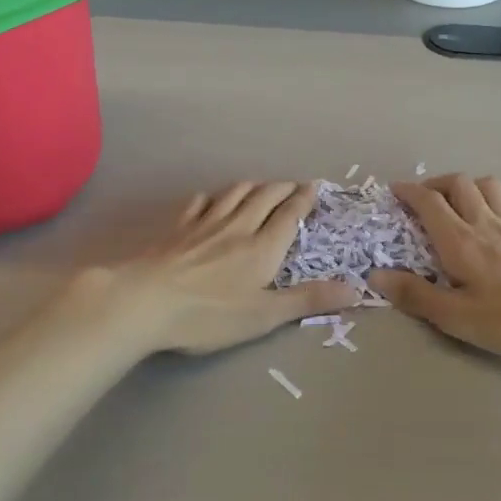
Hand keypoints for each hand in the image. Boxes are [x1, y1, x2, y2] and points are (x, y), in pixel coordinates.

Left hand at [98, 182, 357, 354]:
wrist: (144, 301)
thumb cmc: (208, 314)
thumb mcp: (264, 315)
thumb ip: (308, 300)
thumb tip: (355, 289)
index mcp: (262, 247)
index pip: (289, 215)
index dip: (304, 199)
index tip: (315, 187)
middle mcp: (237, 227)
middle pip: (264, 197)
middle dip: (283, 188)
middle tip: (295, 185)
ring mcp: (204, 224)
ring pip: (234, 194)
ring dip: (253, 186)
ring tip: (262, 186)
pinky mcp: (177, 228)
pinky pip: (199, 203)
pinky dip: (212, 197)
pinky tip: (210, 200)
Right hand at [368, 175, 500, 359]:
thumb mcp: (454, 316)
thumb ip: (414, 294)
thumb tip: (376, 275)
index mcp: (459, 239)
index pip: (429, 201)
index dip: (408, 191)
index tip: (393, 191)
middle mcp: (485, 223)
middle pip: (459, 183)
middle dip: (436, 183)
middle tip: (423, 198)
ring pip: (491, 186)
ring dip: (471, 186)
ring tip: (461, 203)